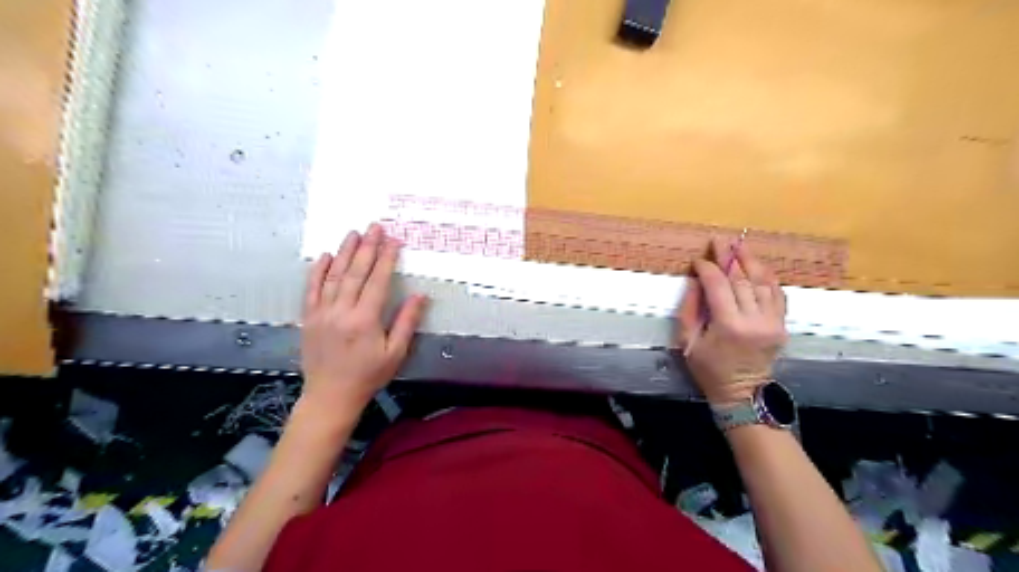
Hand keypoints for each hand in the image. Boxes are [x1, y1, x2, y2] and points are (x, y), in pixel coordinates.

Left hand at [301, 224, 428, 419]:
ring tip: (353, 233)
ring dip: (344, 252)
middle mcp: (341, 311)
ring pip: (334, 276)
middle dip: (367, 247)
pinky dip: (318, 270)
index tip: (393, 240)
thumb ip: (407, 322)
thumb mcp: (395, 353)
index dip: (386, 258)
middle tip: (375, 227)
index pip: (377, 280)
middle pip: (355, 272)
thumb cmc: (368, 375)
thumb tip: (420, 295)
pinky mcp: (309, 317)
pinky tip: (325, 255)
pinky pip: (312, 289)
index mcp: (365, 320)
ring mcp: (322, 313)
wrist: (330, 395)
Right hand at [674, 238, 785, 404]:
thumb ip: (689, 309)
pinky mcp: (781, 325)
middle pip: (741, 279)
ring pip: (762, 282)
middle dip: (729, 257)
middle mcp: (754, 320)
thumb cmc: (708, 369)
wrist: (741, 393)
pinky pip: (777, 294)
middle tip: (719, 240)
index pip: (718, 286)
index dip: (707, 269)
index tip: (698, 260)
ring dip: (750, 261)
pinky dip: (767, 277)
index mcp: (728, 326)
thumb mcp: (688, 342)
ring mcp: (772, 322)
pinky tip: (758, 266)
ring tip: (740, 245)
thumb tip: (696, 280)